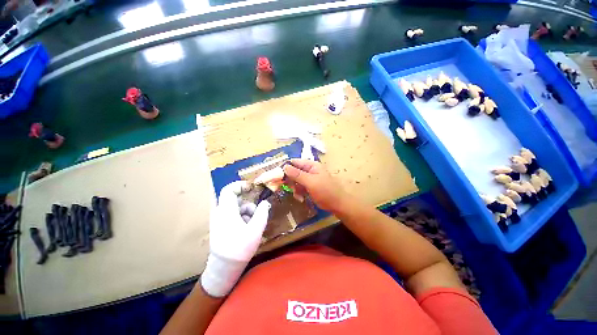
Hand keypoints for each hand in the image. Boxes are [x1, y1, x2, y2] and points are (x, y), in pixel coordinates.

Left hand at [201, 181, 270, 296]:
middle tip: (258, 210)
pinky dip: (242, 217)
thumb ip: (262, 213)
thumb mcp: (255, 229)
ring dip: (247, 211)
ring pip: (235, 207)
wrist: (224, 268)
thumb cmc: (240, 248)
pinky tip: (248, 227)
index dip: (240, 185)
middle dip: (248, 203)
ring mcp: (219, 219)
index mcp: (226, 211)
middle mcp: (220, 212)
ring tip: (254, 223)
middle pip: (234, 199)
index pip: (229, 190)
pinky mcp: (221, 226)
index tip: (253, 188)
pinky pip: (233, 215)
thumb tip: (265, 202)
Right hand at [283, 159, 348, 211]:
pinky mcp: (309, 187)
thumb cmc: (326, 191)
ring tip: (298, 194)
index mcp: (311, 165)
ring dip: (294, 188)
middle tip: (288, 187)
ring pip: (295, 181)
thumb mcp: (311, 182)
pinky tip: (301, 197)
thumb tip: (284, 166)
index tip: (278, 175)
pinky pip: (299, 187)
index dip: (286, 167)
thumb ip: (297, 174)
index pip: (295, 162)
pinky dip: (298, 192)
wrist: (337, 204)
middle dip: (290, 180)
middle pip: (294, 172)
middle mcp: (309, 170)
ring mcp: (309, 179)